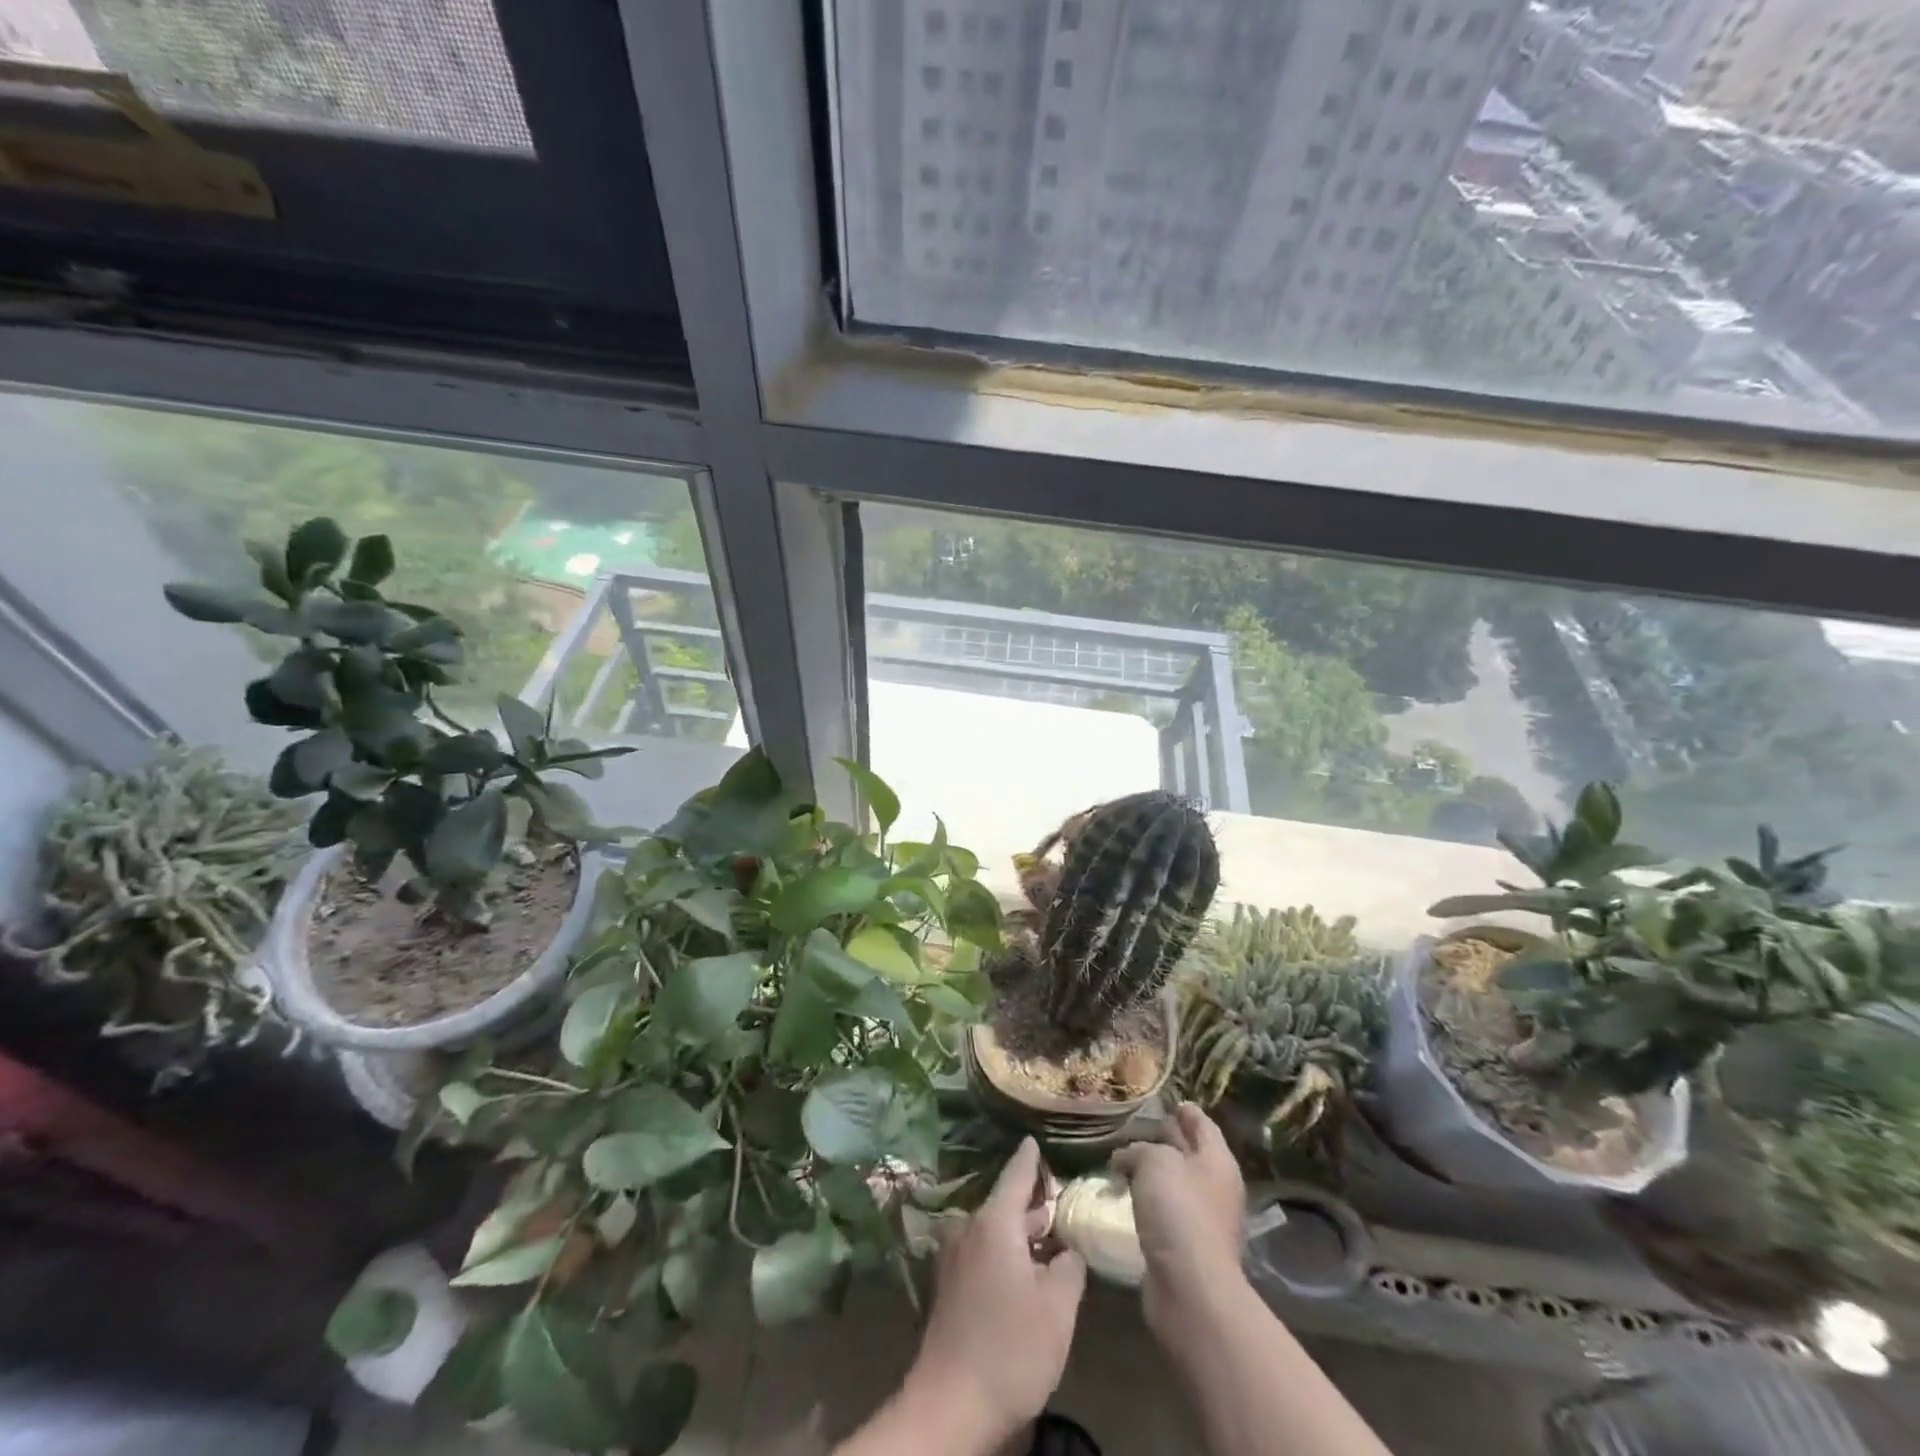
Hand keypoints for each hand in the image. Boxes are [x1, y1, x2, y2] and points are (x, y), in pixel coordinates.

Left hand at [905, 1138, 1087, 1449]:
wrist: (951, 1405)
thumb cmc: (1010, 1348)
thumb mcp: (1058, 1308)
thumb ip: (1069, 1267)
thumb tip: (1067, 1251)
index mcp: (994, 1221)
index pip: (1016, 1174)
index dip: (1031, 1158)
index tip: (1036, 1138)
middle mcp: (969, 1227)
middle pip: (1006, 1203)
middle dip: (1033, 1202)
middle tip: (1062, 1200)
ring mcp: (954, 1256)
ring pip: (995, 1230)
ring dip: (1020, 1232)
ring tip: (1049, 1236)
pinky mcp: (948, 1285)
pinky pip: (982, 1251)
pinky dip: (1005, 1251)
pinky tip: (1024, 1271)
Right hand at [1111, 1103, 1247, 1340]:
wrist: (1190, 1287)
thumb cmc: (1178, 1211)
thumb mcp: (1154, 1162)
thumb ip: (1139, 1150)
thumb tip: (1126, 1158)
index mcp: (1217, 1160)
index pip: (1202, 1124)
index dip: (1186, 1111)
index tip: (1170, 1102)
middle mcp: (1215, 1186)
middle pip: (1190, 1152)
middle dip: (1168, 1139)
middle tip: (1139, 1127)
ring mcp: (1203, 1219)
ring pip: (1175, 1183)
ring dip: (1154, 1172)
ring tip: (1124, 1162)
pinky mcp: (1186, 1246)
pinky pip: (1166, 1212)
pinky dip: (1149, 1201)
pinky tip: (1127, 1199)